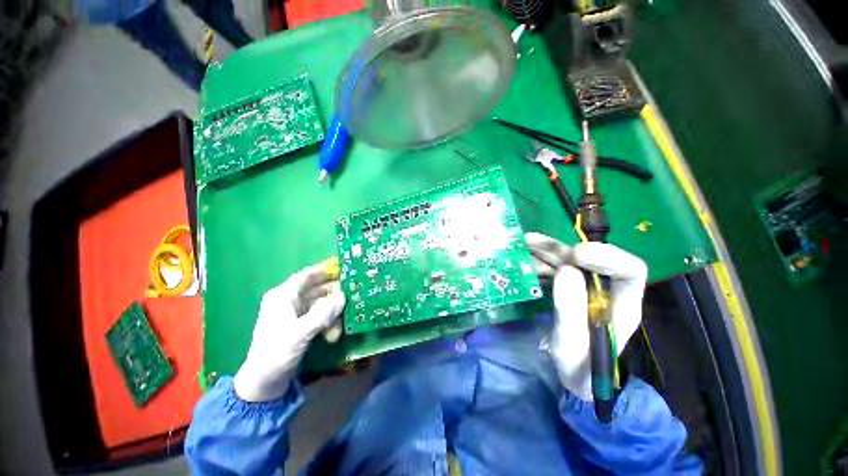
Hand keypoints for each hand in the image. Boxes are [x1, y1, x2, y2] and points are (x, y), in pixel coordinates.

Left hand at [234, 262, 345, 401]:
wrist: (264, 383)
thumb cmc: (277, 353)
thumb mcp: (300, 332)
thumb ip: (323, 314)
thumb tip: (343, 296)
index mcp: (283, 296)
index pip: (306, 276)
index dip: (324, 270)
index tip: (344, 268)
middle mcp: (290, 301)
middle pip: (317, 289)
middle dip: (334, 293)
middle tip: (353, 293)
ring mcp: (296, 313)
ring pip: (321, 303)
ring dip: (333, 312)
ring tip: (343, 322)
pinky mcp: (302, 325)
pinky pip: (320, 316)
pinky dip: (329, 323)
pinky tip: (334, 335)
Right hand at [525, 232, 646, 400]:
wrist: (576, 375)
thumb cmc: (580, 366)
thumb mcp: (571, 343)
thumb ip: (570, 309)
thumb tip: (566, 270)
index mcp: (621, 305)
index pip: (628, 271)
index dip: (607, 256)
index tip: (574, 254)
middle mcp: (605, 290)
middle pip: (589, 259)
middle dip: (559, 249)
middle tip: (531, 241)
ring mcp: (586, 288)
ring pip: (569, 261)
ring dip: (545, 251)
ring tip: (523, 243)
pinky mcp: (570, 290)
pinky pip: (555, 269)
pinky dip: (539, 261)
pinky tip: (524, 258)